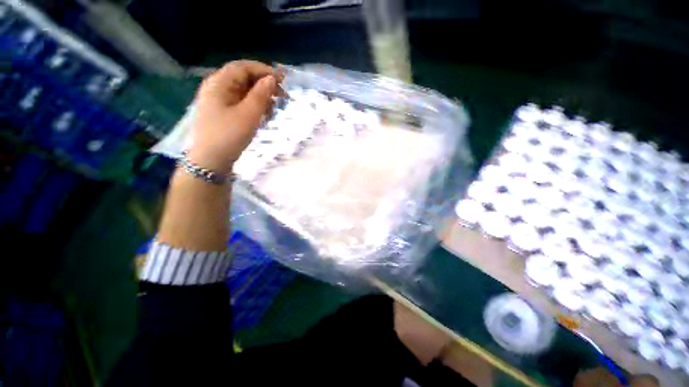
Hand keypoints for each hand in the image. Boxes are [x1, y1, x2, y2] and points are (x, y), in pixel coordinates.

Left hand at [188, 60, 281, 173]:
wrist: (211, 161)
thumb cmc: (229, 135)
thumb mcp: (249, 114)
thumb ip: (261, 95)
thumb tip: (272, 79)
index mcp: (219, 83)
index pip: (243, 67)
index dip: (264, 70)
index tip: (282, 80)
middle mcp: (217, 88)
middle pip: (243, 78)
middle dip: (264, 85)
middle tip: (282, 95)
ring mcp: (219, 101)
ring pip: (243, 92)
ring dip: (261, 97)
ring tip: (274, 108)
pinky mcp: (223, 113)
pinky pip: (241, 103)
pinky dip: (254, 106)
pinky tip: (264, 115)